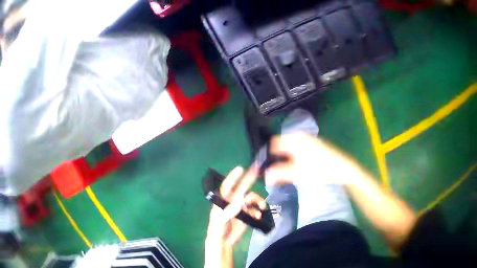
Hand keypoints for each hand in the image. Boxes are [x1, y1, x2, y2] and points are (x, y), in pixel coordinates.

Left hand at [206, 166, 265, 246]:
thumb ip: (229, 211)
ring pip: (251, 199)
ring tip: (262, 206)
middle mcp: (232, 202)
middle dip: (249, 181)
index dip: (233, 177)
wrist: (224, 241)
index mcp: (223, 201)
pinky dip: (258, 211)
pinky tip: (258, 216)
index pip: (227, 186)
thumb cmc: (217, 230)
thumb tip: (241, 199)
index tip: (240, 168)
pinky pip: (255, 209)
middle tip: (256, 172)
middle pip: (242, 189)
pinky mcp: (247, 215)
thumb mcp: (220, 220)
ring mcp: (241, 208)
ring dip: (258, 200)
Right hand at [265, 133, 357, 186]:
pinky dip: (293, 160)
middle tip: (272, 174)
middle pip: (281, 147)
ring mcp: (307, 141)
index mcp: (295, 138)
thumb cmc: (320, 169)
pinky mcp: (313, 147)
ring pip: (289, 150)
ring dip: (284, 161)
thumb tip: (265, 177)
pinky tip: (295, 171)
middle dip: (275, 160)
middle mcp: (300, 136)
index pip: (273, 144)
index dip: (266, 156)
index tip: (263, 168)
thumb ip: (279, 174)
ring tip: (283, 175)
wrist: (342, 169)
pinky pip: (297, 152)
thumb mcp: (298, 173)